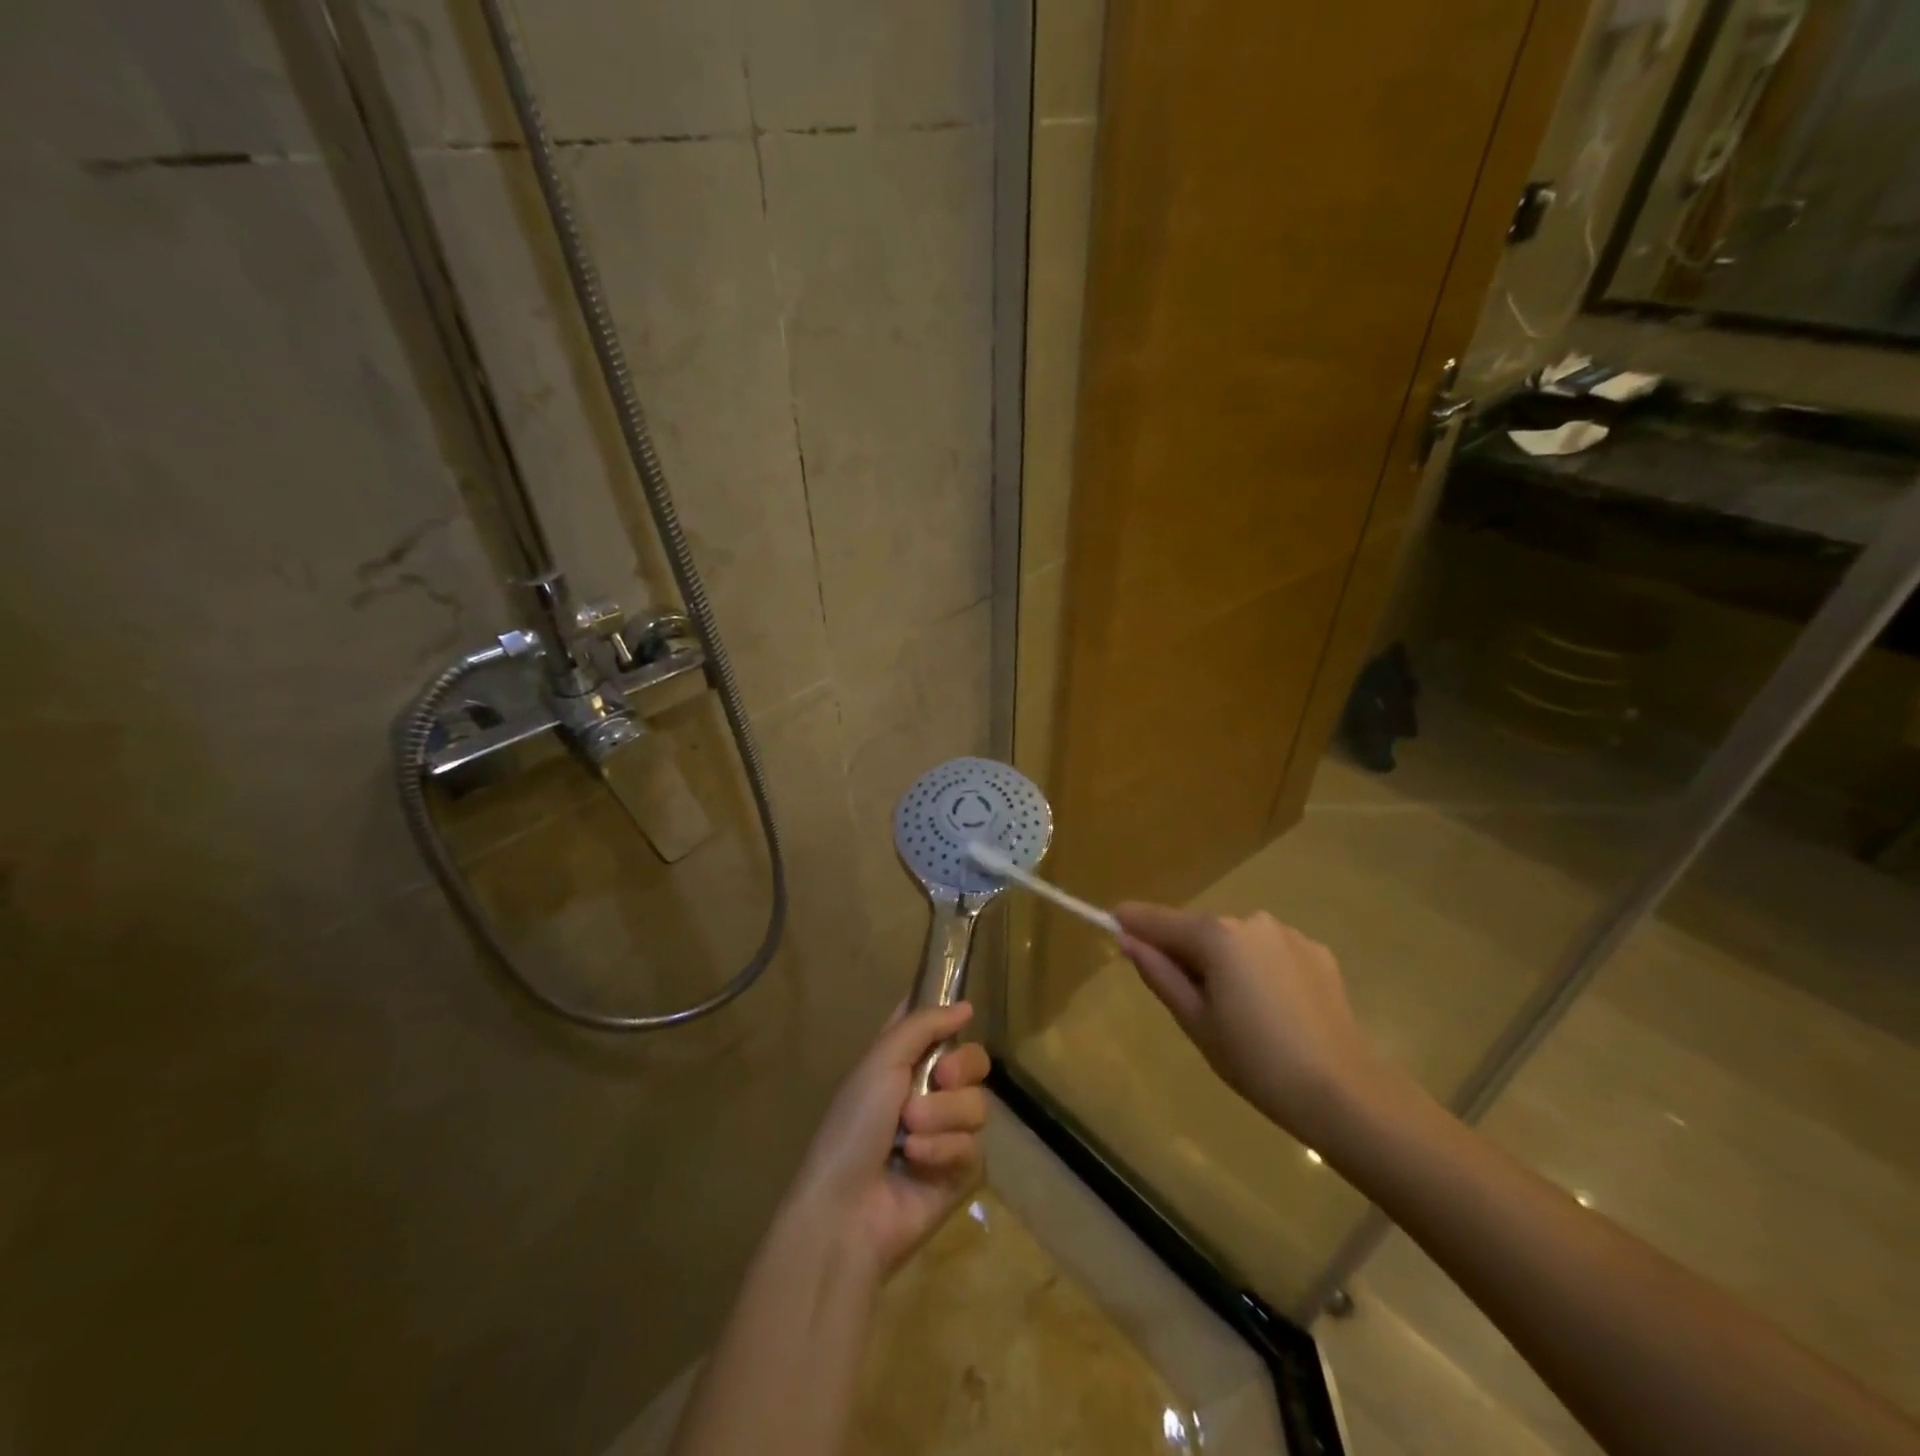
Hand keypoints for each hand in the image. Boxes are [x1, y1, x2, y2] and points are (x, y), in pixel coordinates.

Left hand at [785, 1002, 989, 1278]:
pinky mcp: (961, 1173)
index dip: (950, 1018)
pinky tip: (918, 1162)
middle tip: (940, 1079)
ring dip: (943, 1115)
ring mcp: (948, 1133)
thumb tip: (966, 1005)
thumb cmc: (854, 1124)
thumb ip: (924, 1025)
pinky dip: (945, 1150)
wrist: (846, 1207)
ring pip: (978, 1104)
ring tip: (910, 1133)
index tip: (960, 1015)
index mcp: (906, 1061)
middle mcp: (931, 1091)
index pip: (940, 1026)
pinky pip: (975, 1146)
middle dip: (960, 1068)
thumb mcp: (881, 1060)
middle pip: (974, 1061)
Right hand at [1115, 903, 1393, 1148]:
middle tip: (1187, 1000)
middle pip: (1200, 930)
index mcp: (1217, 936)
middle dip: (1186, 952)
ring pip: (1237, 942)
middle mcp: (1251, 921)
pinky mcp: (1317, 953)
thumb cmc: (1255, 1061)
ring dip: (1226, 962)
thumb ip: (1159, 973)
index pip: (1160, 920)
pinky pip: (1270, 953)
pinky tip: (1273, 1009)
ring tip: (1237, 1011)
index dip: (1133, 920)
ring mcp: (1289, 934)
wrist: (1343, 1092)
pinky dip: (1260, 970)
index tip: (1111, 918)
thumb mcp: (1195, 1021)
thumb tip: (1127, 940)